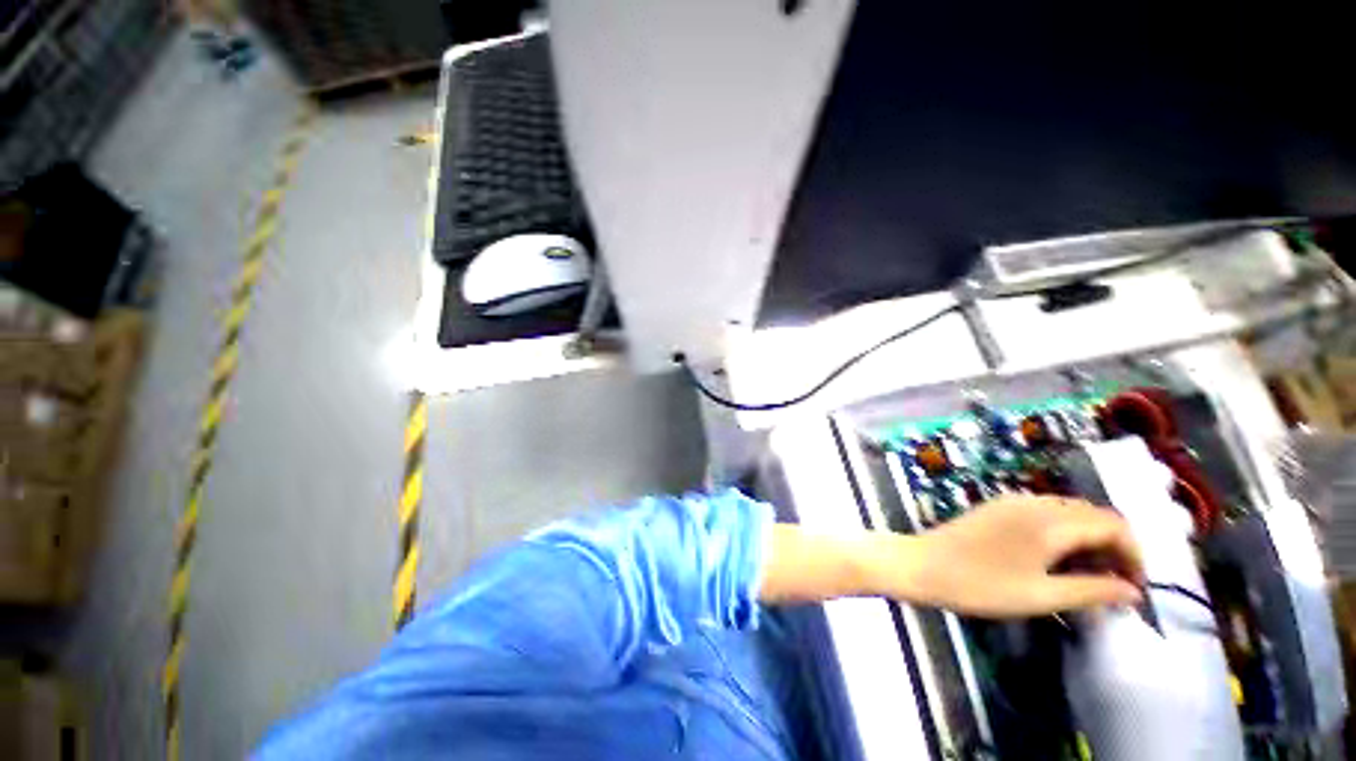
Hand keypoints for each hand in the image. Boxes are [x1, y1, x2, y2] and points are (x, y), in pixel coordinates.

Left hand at [867, 495, 1144, 616]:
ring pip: (1069, 513)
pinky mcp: (997, 507)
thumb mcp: (1042, 596)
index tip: (1134, 588)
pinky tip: (1056, 560)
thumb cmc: (981, 585)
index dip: (1134, 554)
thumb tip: (1134, 592)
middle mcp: (1035, 502)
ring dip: (1088, 540)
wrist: (922, 565)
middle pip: (1094, 515)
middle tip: (1113, 586)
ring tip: (1088, 577)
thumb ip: (1093, 591)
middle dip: (1113, 547)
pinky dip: (1063, 533)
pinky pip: (1044, 513)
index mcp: (1051, 520)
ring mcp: (1013, 501)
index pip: (1114, 524)